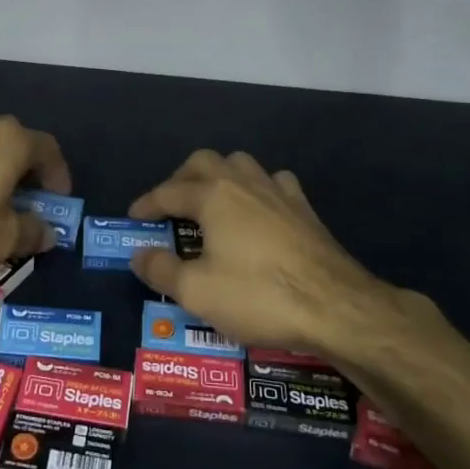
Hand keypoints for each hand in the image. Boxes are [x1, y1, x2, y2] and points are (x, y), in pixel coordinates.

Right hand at [129, 150, 431, 357]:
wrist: (336, 306)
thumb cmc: (259, 296)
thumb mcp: (197, 292)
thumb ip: (161, 270)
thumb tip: (138, 253)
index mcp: (213, 196)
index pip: (168, 191)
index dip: (147, 204)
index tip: (133, 218)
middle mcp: (243, 182)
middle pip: (203, 162)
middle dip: (180, 179)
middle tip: (170, 206)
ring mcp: (278, 191)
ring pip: (240, 164)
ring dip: (219, 175)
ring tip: (210, 201)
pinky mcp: (304, 208)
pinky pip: (274, 182)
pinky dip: (258, 188)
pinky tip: (259, 209)